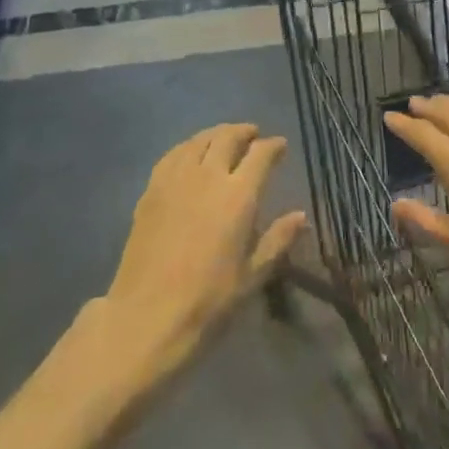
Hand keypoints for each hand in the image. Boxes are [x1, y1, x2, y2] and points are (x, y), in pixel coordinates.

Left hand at [99, 123, 307, 378]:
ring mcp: (175, 179)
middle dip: (244, 132)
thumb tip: (301, 216)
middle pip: (227, 138)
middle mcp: (207, 176)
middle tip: (253, 134)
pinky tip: (190, 154)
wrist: (147, 316)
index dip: (273, 146)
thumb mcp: (252, 276)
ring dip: (216, 134)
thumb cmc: (208, 301)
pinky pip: (173, 154)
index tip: (281, 146)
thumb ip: (277, 240)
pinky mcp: (151, 189)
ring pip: (199, 140)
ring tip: (224, 138)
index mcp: (238, 195)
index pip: (260, 155)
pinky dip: (188, 146)